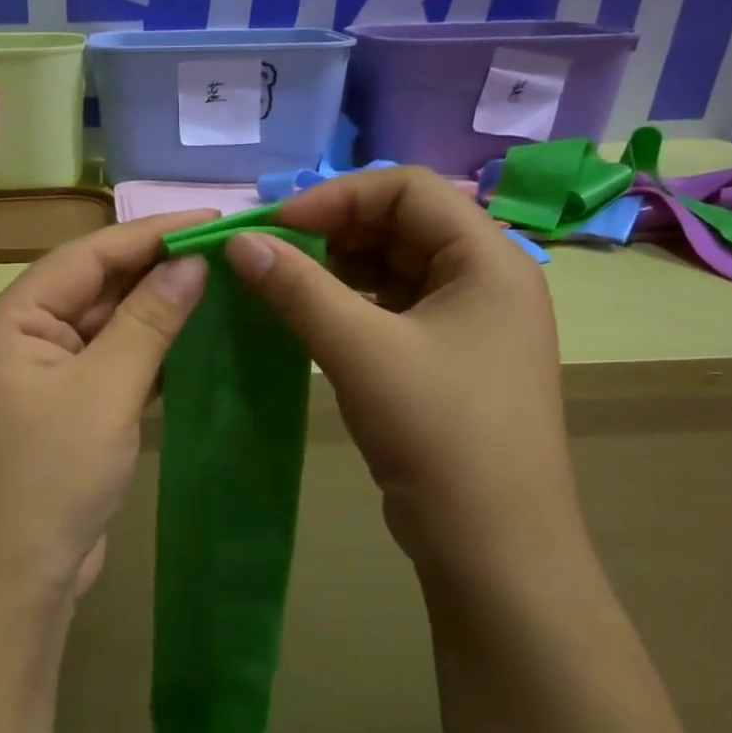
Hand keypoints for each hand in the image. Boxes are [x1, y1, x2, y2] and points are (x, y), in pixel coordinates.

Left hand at [0, 212, 214, 615]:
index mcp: (10, 321)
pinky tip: (190, 343)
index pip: (85, 256)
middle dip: (154, 270)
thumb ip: (148, 322)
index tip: (210, 218)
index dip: (148, 233)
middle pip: (93, 288)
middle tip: (223, 252)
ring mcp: (39, 380)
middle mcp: (18, 341)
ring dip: (153, 312)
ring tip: (217, 287)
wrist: (13, 582)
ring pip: (103, 329)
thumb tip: (191, 263)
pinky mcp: (61, 415)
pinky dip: (145, 354)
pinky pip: (107, 367)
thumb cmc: (50, 478)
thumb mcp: (105, 392)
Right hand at [222, 167, 585, 606]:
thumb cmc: (439, 433)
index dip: (338, 196)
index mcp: (489, 259)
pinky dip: (350, 305)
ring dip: (337, 268)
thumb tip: (238, 242)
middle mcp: (487, 280)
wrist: (493, 543)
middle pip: (403, 225)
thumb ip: (297, 289)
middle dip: (333, 231)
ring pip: (395, 268)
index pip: (409, 189)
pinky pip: (393, 310)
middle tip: (270, 254)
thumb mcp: (361, 351)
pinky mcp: (449, 360)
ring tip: (282, 284)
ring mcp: (470, 323)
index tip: (276, 227)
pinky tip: (310, 319)